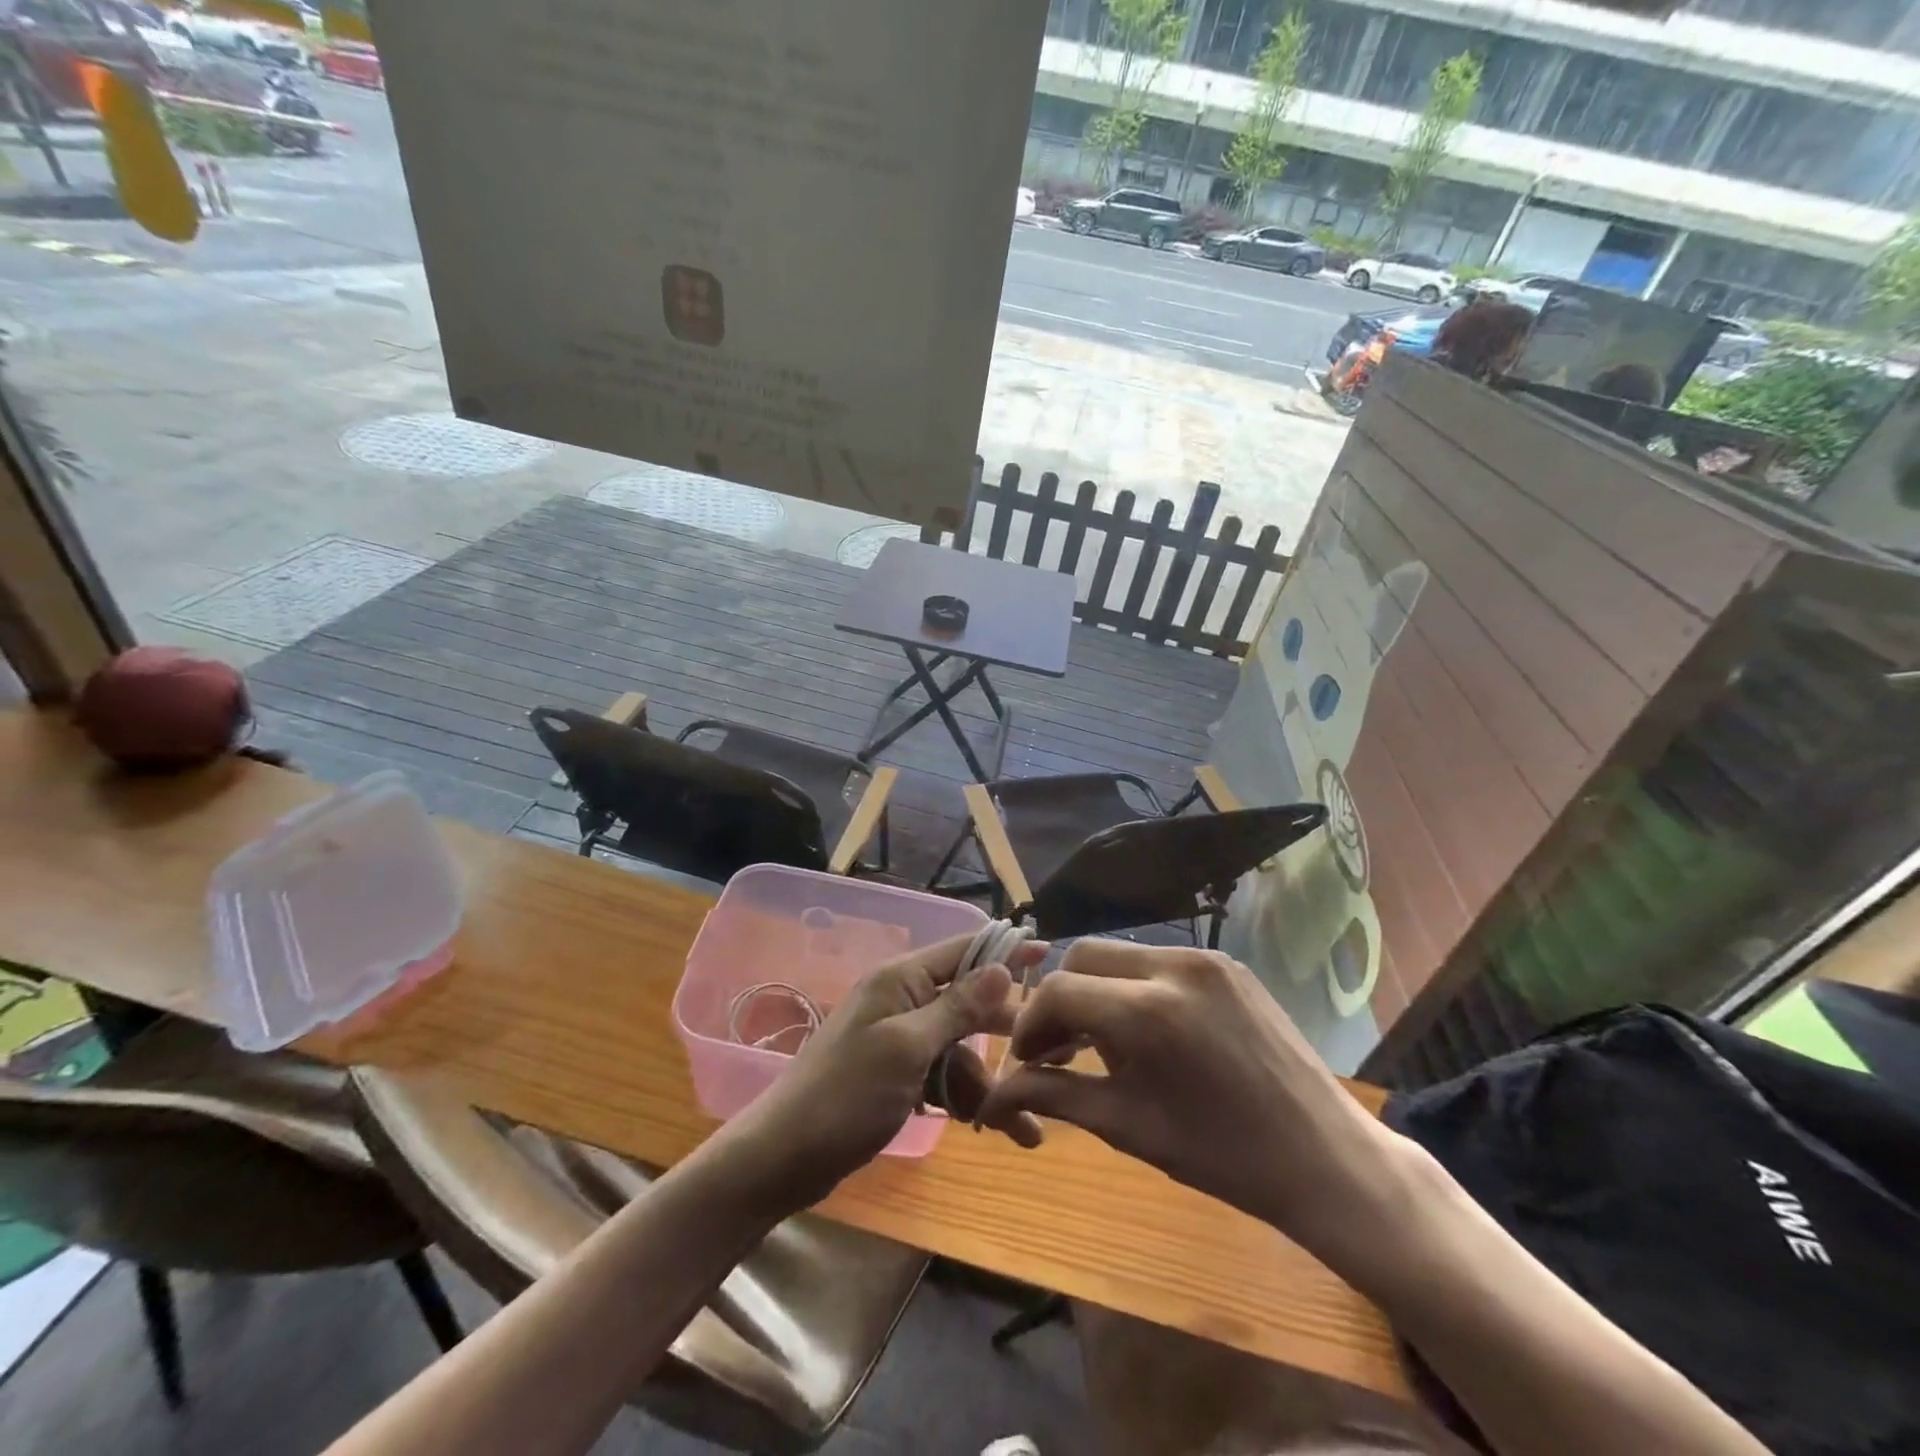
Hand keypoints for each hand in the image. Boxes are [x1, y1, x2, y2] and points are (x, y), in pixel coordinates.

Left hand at [728, 933, 1048, 1208]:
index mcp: (901, 979)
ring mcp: (900, 1039)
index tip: (1050, 953)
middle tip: (1053, 1053)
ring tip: (1024, 1125)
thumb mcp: (907, 1048)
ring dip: (988, 1081)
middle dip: (1006, 1031)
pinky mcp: (898, 1074)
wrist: (785, 1157)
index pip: (964, 950)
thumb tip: (1002, 966)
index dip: (1006, 950)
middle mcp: (903, 1000)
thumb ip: (957, 1008)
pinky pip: (943, 1075)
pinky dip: (964, 1097)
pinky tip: (988, 1126)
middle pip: (969, 1002)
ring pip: (961, 1048)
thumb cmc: (846, 1094)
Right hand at [975, 941, 1398, 1258]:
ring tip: (1100, 1044)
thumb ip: (1055, 1096)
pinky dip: (1134, 987)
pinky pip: (1159, 960)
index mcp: (1150, 1010)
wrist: (1326, 1158)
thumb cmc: (1224, 1157)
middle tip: (1058, 1049)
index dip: (1031, 1024)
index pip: (1059, 990)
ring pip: (1120, 955)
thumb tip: (992, 1095)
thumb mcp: (1128, 1127)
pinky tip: (1144, 1031)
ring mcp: (1206, 957)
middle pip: (1083, 956)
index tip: (1027, 1061)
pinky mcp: (1228, 963)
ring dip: (1096, 990)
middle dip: (1060, 999)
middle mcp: (1175, 964)